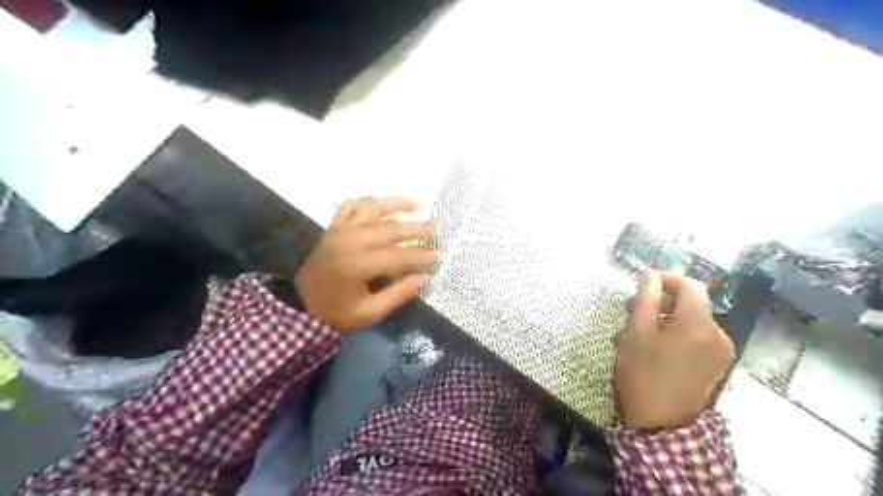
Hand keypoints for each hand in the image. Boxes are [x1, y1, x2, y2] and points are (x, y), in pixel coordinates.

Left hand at [295, 195, 434, 332]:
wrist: (301, 303)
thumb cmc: (337, 311)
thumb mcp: (370, 312)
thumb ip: (398, 294)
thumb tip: (424, 277)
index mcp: (358, 265)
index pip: (396, 256)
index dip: (418, 255)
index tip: (435, 256)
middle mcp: (350, 241)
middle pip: (389, 229)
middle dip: (415, 228)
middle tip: (434, 230)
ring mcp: (340, 230)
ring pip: (372, 209)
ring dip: (396, 205)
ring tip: (417, 205)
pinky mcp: (334, 226)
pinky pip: (351, 206)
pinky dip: (368, 202)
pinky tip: (382, 205)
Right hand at [616, 272, 731, 429]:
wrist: (662, 425)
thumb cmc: (644, 374)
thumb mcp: (637, 333)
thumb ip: (645, 299)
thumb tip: (650, 275)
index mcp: (699, 324)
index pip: (690, 285)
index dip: (667, 278)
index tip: (643, 283)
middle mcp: (718, 333)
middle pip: (692, 303)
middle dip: (662, 301)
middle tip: (632, 310)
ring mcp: (721, 351)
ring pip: (692, 321)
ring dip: (666, 319)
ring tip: (638, 332)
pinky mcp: (717, 364)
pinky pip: (697, 337)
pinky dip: (676, 334)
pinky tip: (655, 346)